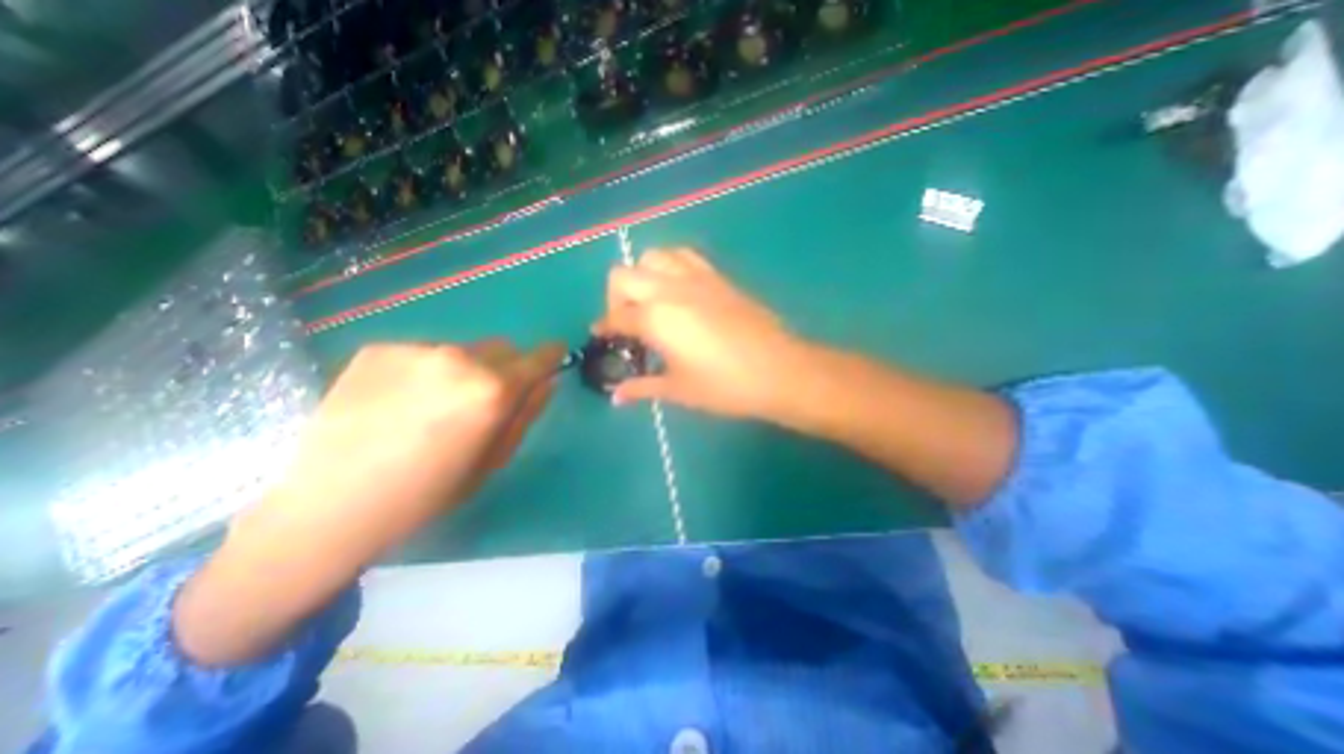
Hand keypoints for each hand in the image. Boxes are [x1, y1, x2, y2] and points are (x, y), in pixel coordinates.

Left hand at [177, 341, 561, 664]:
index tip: (553, 356)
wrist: (327, 507)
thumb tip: (547, 382)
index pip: (538, 357)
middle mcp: (459, 358)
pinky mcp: (377, 349)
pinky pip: (422, 354)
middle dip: (504, 368)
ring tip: (431, 407)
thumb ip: (526, 414)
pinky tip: (397, 403)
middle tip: (482, 401)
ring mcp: (415, 349)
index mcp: (493, 389)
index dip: (549, 356)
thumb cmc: (426, 493)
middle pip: (501, 348)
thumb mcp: (493, 460)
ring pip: (462, 351)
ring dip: (463, 370)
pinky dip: (424, 372)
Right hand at [598, 248, 807, 421]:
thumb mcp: (678, 389)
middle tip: (627, 322)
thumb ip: (642, 387)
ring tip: (651, 302)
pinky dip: (670, 266)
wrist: (778, 370)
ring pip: (654, 256)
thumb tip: (617, 397)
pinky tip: (678, 292)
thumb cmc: (724, 385)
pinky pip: (684, 256)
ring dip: (642, 275)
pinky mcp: (717, 277)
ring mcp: (695, 278)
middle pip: (623, 275)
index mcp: (655, 318)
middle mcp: (669, 289)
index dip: (605, 326)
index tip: (602, 336)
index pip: (617, 316)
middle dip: (616, 297)